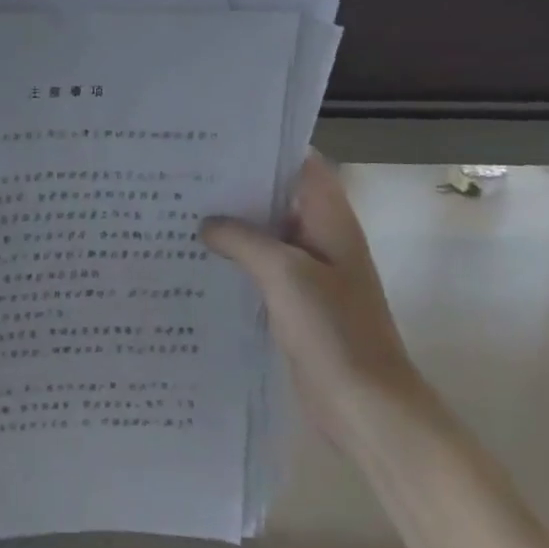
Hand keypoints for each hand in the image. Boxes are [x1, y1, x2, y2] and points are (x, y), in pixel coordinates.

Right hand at [201, 155, 421, 446]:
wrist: (365, 405)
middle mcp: (322, 238)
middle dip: (239, 187)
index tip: (220, 142)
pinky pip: (263, 269)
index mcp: (331, 220)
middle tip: (187, 175)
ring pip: (268, 235)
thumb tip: (208, 224)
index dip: (268, 149)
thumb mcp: (284, 273)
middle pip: (280, 198)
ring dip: (235, 226)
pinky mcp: (297, 303)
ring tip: (183, 211)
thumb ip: (244, 240)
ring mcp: (311, 272)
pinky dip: (237, 260)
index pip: (303, 165)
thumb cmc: (332, 329)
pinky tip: (200, 260)